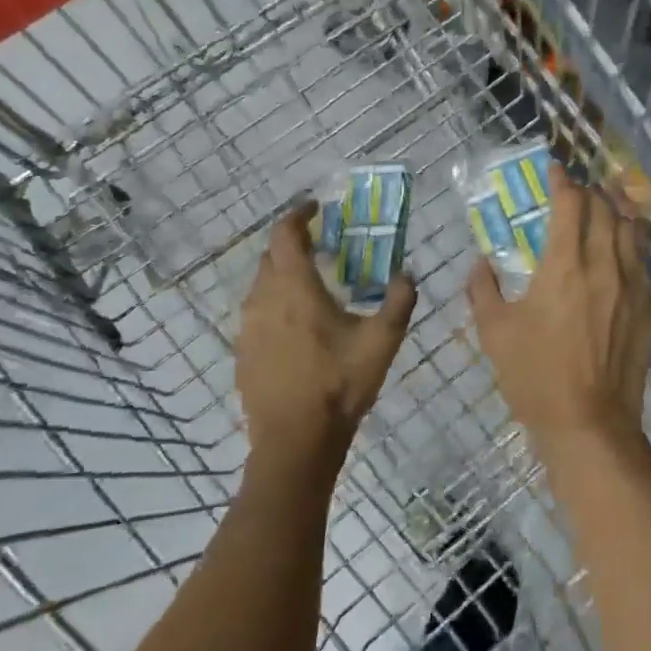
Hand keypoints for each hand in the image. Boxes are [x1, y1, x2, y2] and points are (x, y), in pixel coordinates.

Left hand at [235, 202, 415, 471]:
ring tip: (313, 286)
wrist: (295, 442)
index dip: (297, 216)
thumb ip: (399, 301)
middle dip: (293, 245)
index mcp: (295, 289)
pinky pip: (257, 314)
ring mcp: (247, 328)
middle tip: (323, 247)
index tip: (315, 208)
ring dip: (283, 276)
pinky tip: (298, 326)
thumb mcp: (382, 341)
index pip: (284, 235)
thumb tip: (407, 274)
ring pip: (261, 286)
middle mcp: (263, 300)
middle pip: (270, 258)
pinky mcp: (243, 353)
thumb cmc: (339, 384)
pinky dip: (276, 305)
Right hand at [468, 174, 650, 462]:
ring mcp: (632, 285)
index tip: (554, 171)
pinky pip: (642, 260)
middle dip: (589, 192)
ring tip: (602, 208)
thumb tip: (479, 264)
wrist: (590, 424)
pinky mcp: (648, 306)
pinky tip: (619, 250)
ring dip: (615, 211)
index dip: (562, 181)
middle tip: (574, 192)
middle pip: (605, 209)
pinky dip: (630, 243)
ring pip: (631, 230)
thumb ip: (482, 290)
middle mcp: (604, 265)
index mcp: (565, 265)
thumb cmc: (536, 377)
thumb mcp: (495, 333)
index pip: (570, 204)